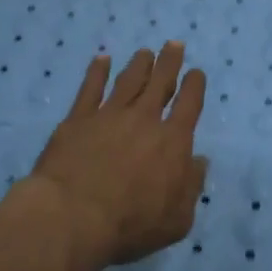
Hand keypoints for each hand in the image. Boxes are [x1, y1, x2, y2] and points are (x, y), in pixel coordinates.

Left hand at [28, 42, 208, 270]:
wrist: (72, 217)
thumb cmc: (130, 225)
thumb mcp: (177, 220)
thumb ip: (191, 187)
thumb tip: (199, 161)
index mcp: (172, 142)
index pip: (189, 105)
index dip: (195, 86)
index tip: (196, 73)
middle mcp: (143, 120)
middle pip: (160, 82)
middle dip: (170, 62)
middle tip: (174, 45)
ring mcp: (108, 115)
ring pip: (129, 81)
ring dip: (139, 64)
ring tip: (145, 52)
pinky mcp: (77, 119)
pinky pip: (90, 88)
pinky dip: (97, 71)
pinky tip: (102, 59)